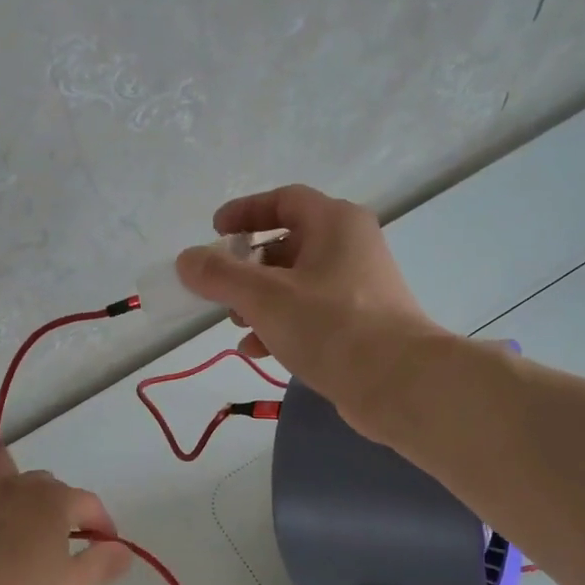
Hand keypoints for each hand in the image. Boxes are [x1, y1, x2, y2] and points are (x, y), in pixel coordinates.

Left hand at [0, 447, 130, 584]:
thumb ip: (101, 564)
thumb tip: (123, 550)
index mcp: (52, 501)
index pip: (88, 502)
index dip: (101, 523)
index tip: (104, 545)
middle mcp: (15, 486)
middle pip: (45, 483)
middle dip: (56, 505)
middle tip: (56, 540)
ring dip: (10, 481)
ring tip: (11, 511)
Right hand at [174, 184, 448, 433]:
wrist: (398, 383)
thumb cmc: (331, 326)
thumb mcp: (265, 297)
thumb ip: (220, 275)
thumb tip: (186, 260)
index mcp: (335, 223)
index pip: (284, 200)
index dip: (246, 212)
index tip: (214, 230)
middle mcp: (351, 247)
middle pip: (288, 244)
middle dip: (247, 267)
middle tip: (220, 289)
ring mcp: (359, 288)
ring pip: (297, 283)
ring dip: (260, 301)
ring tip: (235, 325)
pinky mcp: (361, 325)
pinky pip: (311, 314)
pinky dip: (281, 325)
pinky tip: (258, 351)